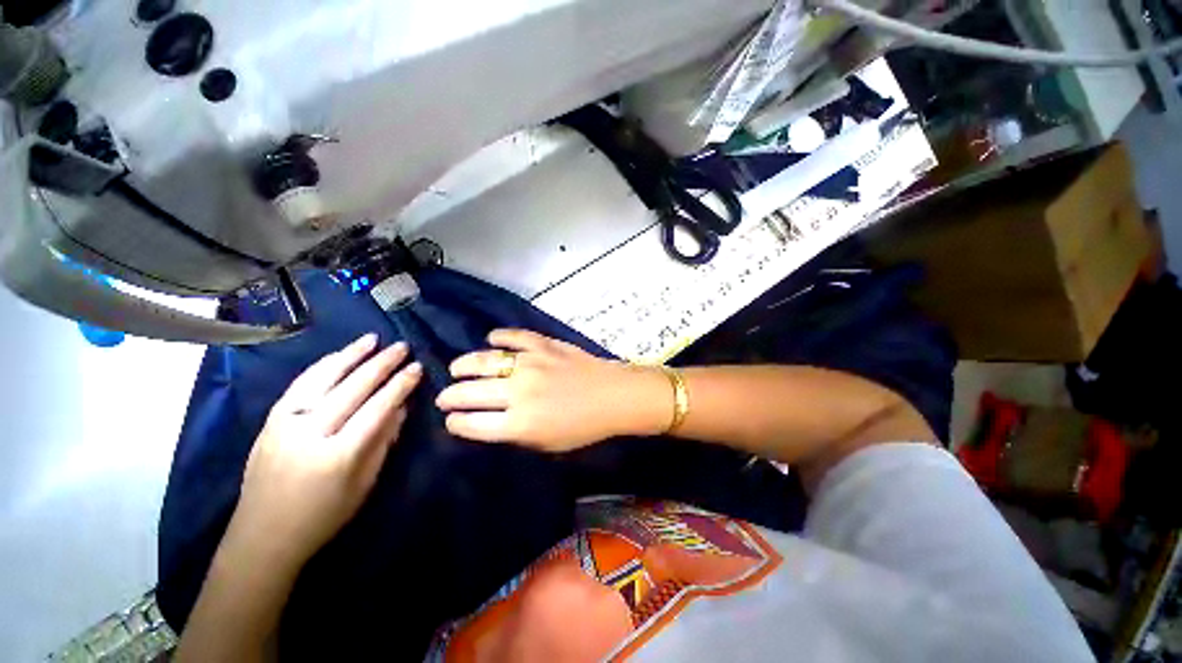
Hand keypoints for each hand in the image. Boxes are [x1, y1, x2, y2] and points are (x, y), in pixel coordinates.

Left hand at [229, 334, 421, 569]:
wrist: (262, 537)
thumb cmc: (323, 516)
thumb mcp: (364, 484)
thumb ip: (384, 441)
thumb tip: (402, 406)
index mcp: (337, 456)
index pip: (377, 409)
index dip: (400, 386)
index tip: (417, 368)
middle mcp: (309, 434)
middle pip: (352, 388)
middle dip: (381, 364)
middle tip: (402, 346)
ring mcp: (284, 424)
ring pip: (322, 379)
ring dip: (350, 355)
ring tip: (372, 339)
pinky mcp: (269, 422)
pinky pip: (298, 385)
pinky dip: (321, 367)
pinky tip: (337, 355)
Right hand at [436, 329, 670, 451]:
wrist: (613, 396)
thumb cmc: (583, 427)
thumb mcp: (547, 445)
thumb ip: (516, 435)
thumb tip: (490, 423)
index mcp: (520, 424)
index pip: (472, 424)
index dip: (456, 423)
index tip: (450, 420)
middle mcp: (518, 392)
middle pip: (471, 393)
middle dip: (450, 396)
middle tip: (444, 396)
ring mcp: (530, 364)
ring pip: (485, 361)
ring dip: (465, 365)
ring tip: (457, 368)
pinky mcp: (544, 345)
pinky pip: (514, 337)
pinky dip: (500, 337)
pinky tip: (491, 339)